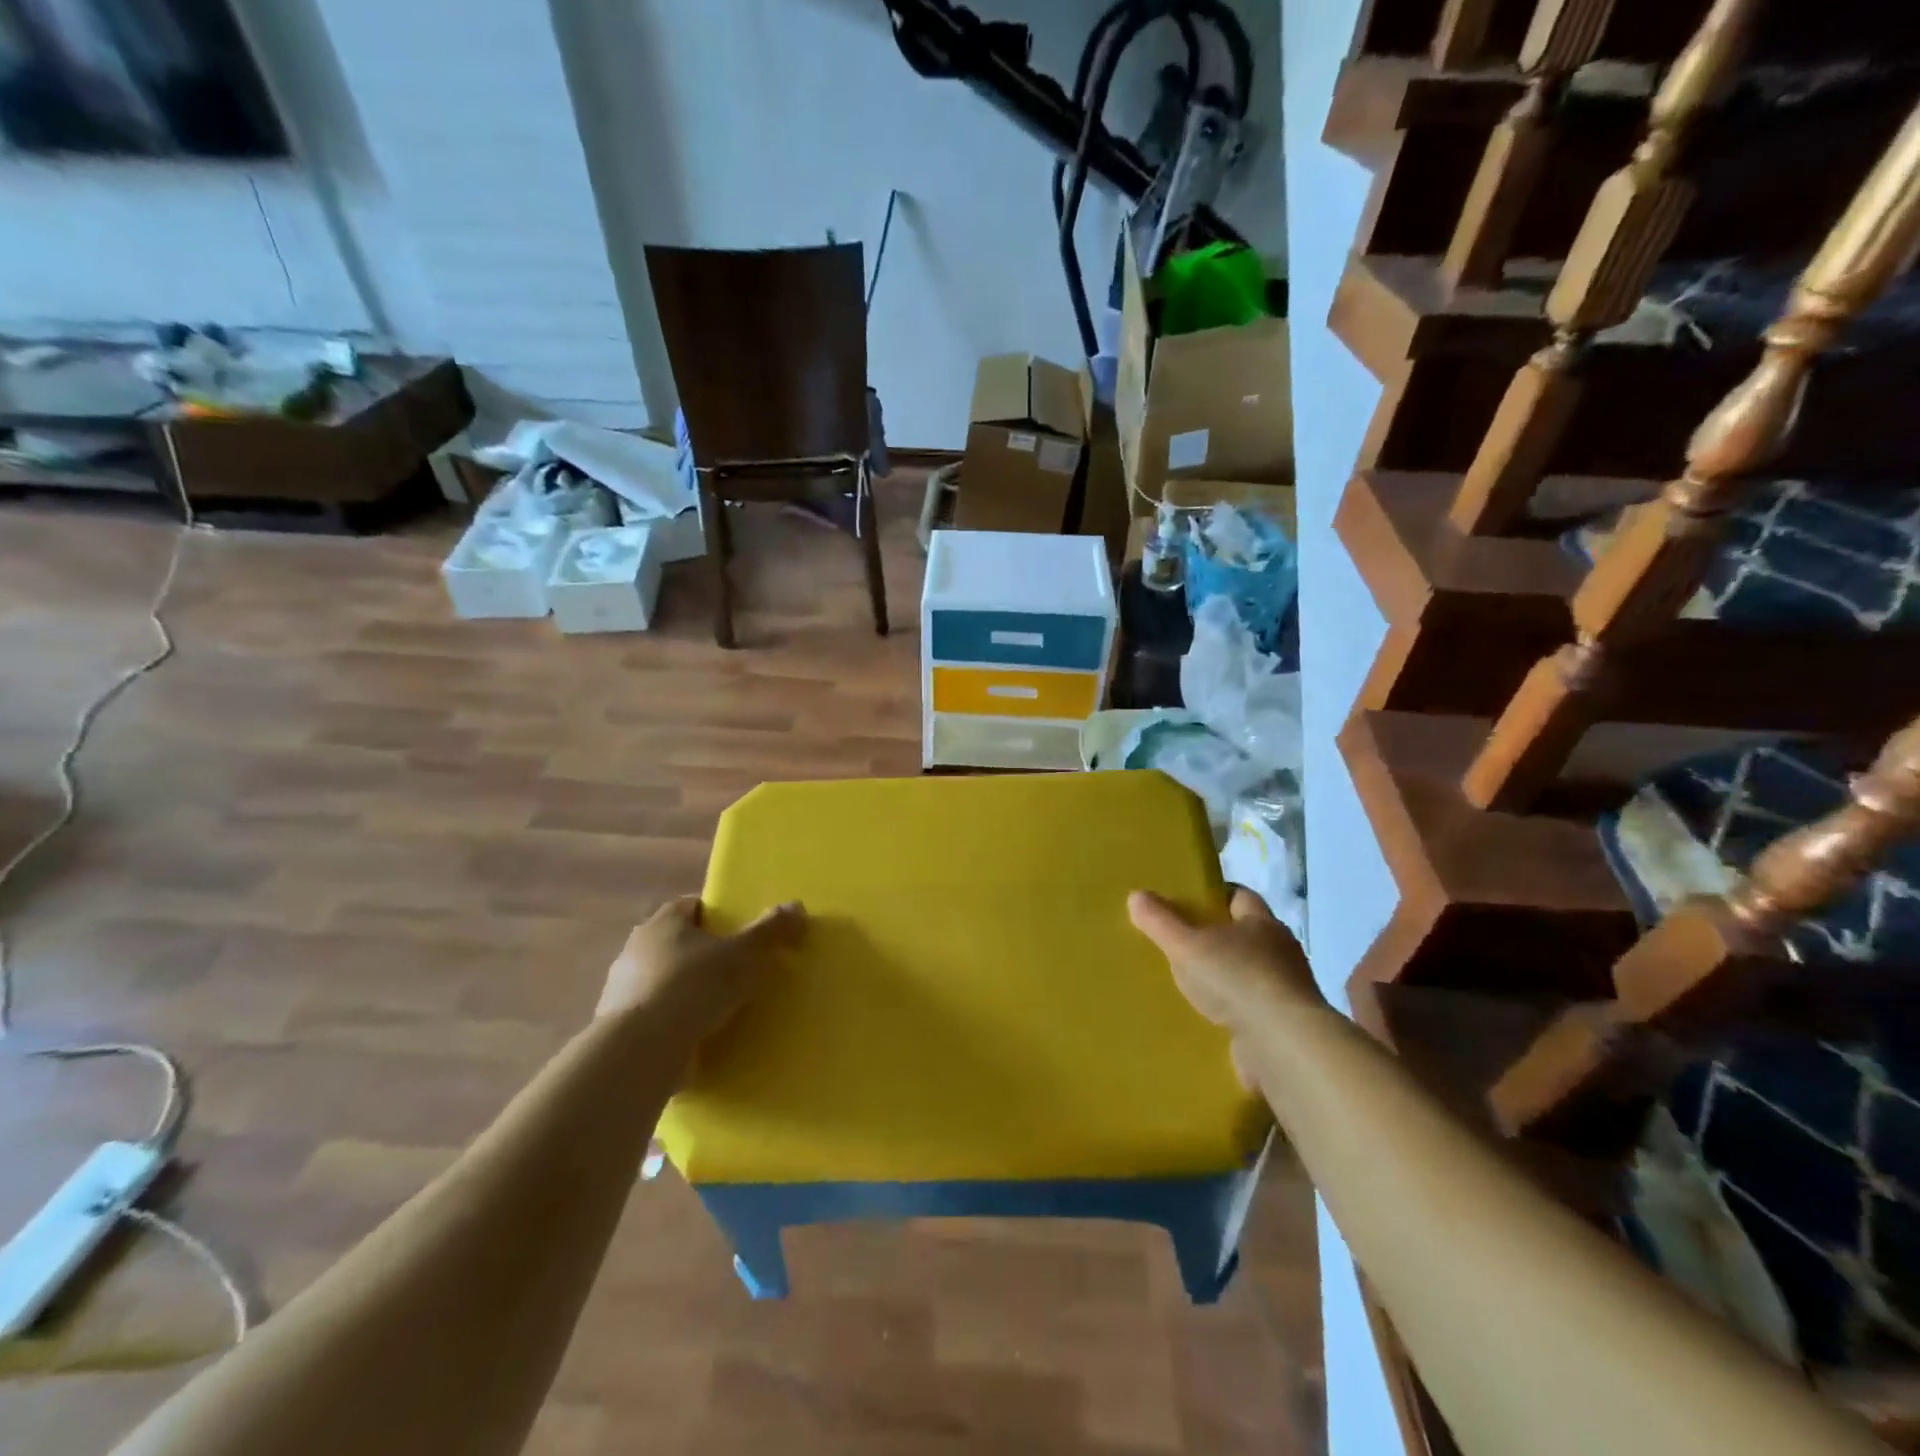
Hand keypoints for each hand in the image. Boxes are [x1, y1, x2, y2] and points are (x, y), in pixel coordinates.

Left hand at [598, 895, 804, 1041]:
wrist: (641, 1051)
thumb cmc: (693, 987)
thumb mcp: (743, 955)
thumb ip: (769, 931)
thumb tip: (797, 906)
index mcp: (663, 922)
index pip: (692, 906)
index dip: (717, 915)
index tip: (741, 931)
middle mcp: (637, 949)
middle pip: (677, 943)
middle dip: (704, 954)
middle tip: (737, 969)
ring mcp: (624, 990)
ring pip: (665, 980)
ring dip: (689, 991)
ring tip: (722, 1008)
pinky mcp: (621, 1028)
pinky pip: (657, 1016)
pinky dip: (675, 1022)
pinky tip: (699, 1036)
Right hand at [1129, 886, 1321, 1033]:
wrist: (1283, 1045)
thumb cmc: (1236, 980)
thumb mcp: (1187, 946)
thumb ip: (1161, 922)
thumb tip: (1136, 895)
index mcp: (1262, 923)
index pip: (1240, 896)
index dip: (1215, 896)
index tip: (1190, 901)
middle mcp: (1281, 951)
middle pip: (1246, 935)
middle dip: (1218, 938)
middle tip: (1183, 943)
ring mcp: (1287, 990)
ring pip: (1251, 973)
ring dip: (1228, 978)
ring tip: (1193, 985)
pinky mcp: (1286, 1025)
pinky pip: (1255, 1010)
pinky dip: (1236, 1011)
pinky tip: (1211, 1019)